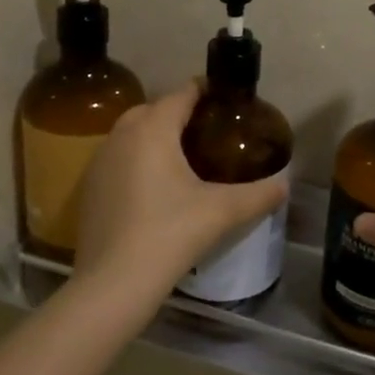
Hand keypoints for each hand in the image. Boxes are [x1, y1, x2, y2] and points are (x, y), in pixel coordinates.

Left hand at [73, 81, 287, 301]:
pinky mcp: (89, 187)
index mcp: (153, 129)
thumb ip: (257, 195)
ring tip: (183, 155)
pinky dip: (136, 160)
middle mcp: (121, 135)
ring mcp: (100, 161)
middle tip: (207, 130)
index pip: (181, 94)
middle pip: (153, 109)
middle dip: (178, 112)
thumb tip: (285, 186)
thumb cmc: (169, 234)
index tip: (225, 99)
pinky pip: (117, 158)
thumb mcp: (221, 212)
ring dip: (154, 136)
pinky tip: (154, 186)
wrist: (113, 283)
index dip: (204, 91)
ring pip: (131, 133)